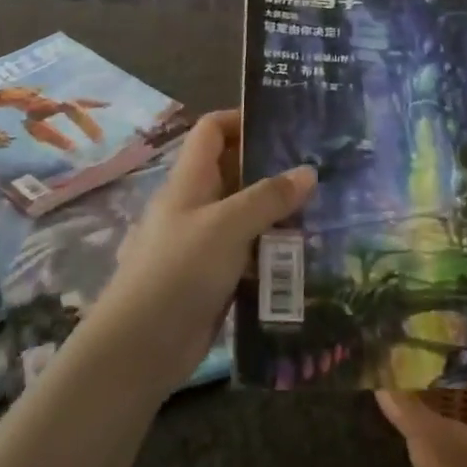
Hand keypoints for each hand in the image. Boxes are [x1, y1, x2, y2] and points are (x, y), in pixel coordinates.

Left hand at [82, 110, 315, 395]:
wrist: (141, 347)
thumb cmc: (179, 270)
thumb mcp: (227, 226)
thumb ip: (268, 197)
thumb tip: (308, 170)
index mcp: (190, 179)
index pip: (212, 130)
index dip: (242, 119)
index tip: (284, 123)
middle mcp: (197, 204)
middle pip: (235, 171)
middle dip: (273, 168)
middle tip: (321, 168)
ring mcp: (205, 243)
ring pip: (247, 216)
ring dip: (279, 214)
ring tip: (325, 210)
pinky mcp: (215, 278)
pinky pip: (250, 254)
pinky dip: (274, 252)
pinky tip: (307, 256)